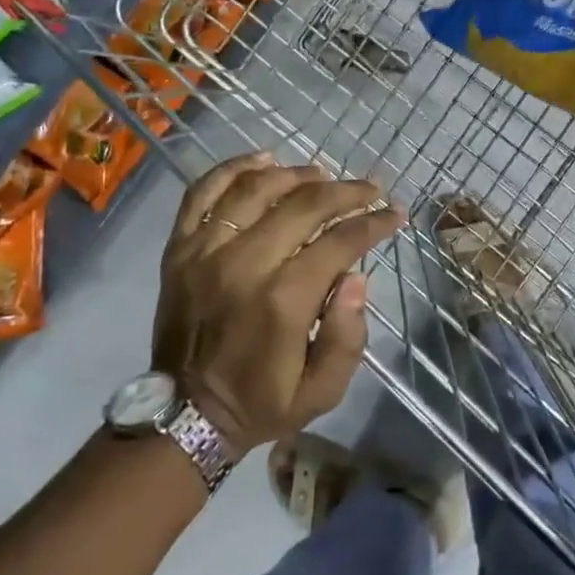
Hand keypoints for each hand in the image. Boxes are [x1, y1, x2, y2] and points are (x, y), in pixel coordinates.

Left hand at [152, 154, 404, 459]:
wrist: (183, 414)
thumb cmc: (260, 402)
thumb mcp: (321, 391)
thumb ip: (347, 337)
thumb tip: (356, 277)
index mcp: (283, 300)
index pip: (340, 242)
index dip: (374, 223)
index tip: (394, 214)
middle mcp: (244, 264)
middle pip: (304, 205)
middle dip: (346, 192)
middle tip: (370, 189)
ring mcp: (205, 250)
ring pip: (257, 188)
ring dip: (296, 174)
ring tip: (322, 174)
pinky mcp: (179, 247)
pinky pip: (203, 192)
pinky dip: (233, 168)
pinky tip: (262, 160)